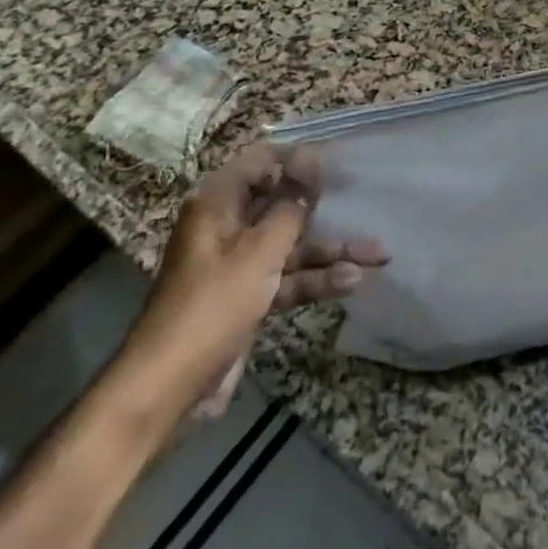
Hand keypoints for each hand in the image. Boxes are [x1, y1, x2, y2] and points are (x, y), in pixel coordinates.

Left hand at [120, 143, 389, 419]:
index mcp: (218, 204)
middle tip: (365, 200)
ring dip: (331, 250)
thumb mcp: (258, 252)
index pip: (262, 162)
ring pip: (291, 245)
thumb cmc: (212, 306)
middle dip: (324, 208)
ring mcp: (239, 264)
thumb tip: (312, 161)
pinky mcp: (248, 297)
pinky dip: (316, 280)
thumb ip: (290, 207)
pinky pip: (288, 278)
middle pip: (282, 204)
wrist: (168, 389)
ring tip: (379, 253)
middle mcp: (228, 227)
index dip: (299, 159)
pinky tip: (353, 282)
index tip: (339, 163)